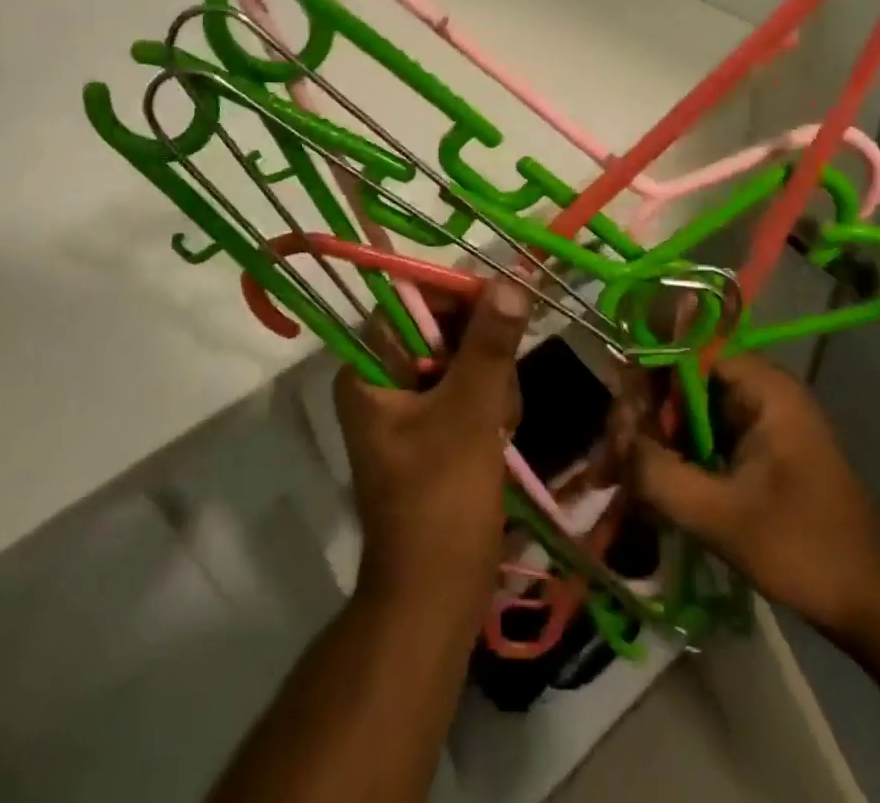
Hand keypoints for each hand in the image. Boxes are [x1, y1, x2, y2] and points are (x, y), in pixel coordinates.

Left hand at [333, 280, 530, 639]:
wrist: (435, 599)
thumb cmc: (441, 502)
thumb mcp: (469, 414)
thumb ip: (489, 344)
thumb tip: (510, 281)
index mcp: (369, 367)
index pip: (410, 298)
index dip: (458, 296)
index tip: (504, 306)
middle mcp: (381, 376)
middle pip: (440, 326)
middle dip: (481, 350)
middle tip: (501, 390)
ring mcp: (406, 403)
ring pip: (461, 356)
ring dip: (491, 380)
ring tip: (500, 425)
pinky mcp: (430, 427)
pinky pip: (466, 388)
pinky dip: (488, 403)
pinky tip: (500, 434)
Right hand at [627, 353, 879, 636]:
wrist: (875, 604)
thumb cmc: (805, 549)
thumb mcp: (723, 516)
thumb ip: (660, 475)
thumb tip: (614, 444)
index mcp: (760, 386)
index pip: (686, 350)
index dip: (645, 376)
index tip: (619, 419)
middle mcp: (756, 389)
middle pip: (679, 379)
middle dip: (640, 416)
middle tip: (609, 461)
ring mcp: (755, 419)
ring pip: (684, 410)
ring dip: (649, 439)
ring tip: (614, 476)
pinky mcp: (752, 449)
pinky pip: (699, 436)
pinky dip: (670, 456)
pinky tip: (641, 485)